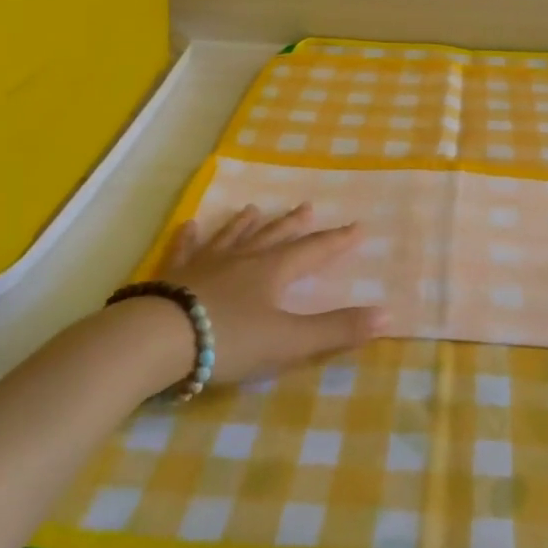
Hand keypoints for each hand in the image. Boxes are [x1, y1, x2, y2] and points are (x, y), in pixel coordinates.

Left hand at [137, 204, 381, 386]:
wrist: (159, 338)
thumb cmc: (230, 339)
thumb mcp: (290, 341)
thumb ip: (337, 330)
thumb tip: (388, 315)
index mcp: (273, 272)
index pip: (313, 251)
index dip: (337, 241)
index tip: (357, 227)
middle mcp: (243, 259)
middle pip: (275, 237)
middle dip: (295, 225)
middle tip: (308, 207)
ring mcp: (207, 264)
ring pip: (233, 237)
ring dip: (247, 224)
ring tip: (256, 208)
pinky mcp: (175, 276)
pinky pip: (186, 250)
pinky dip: (190, 238)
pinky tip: (190, 225)